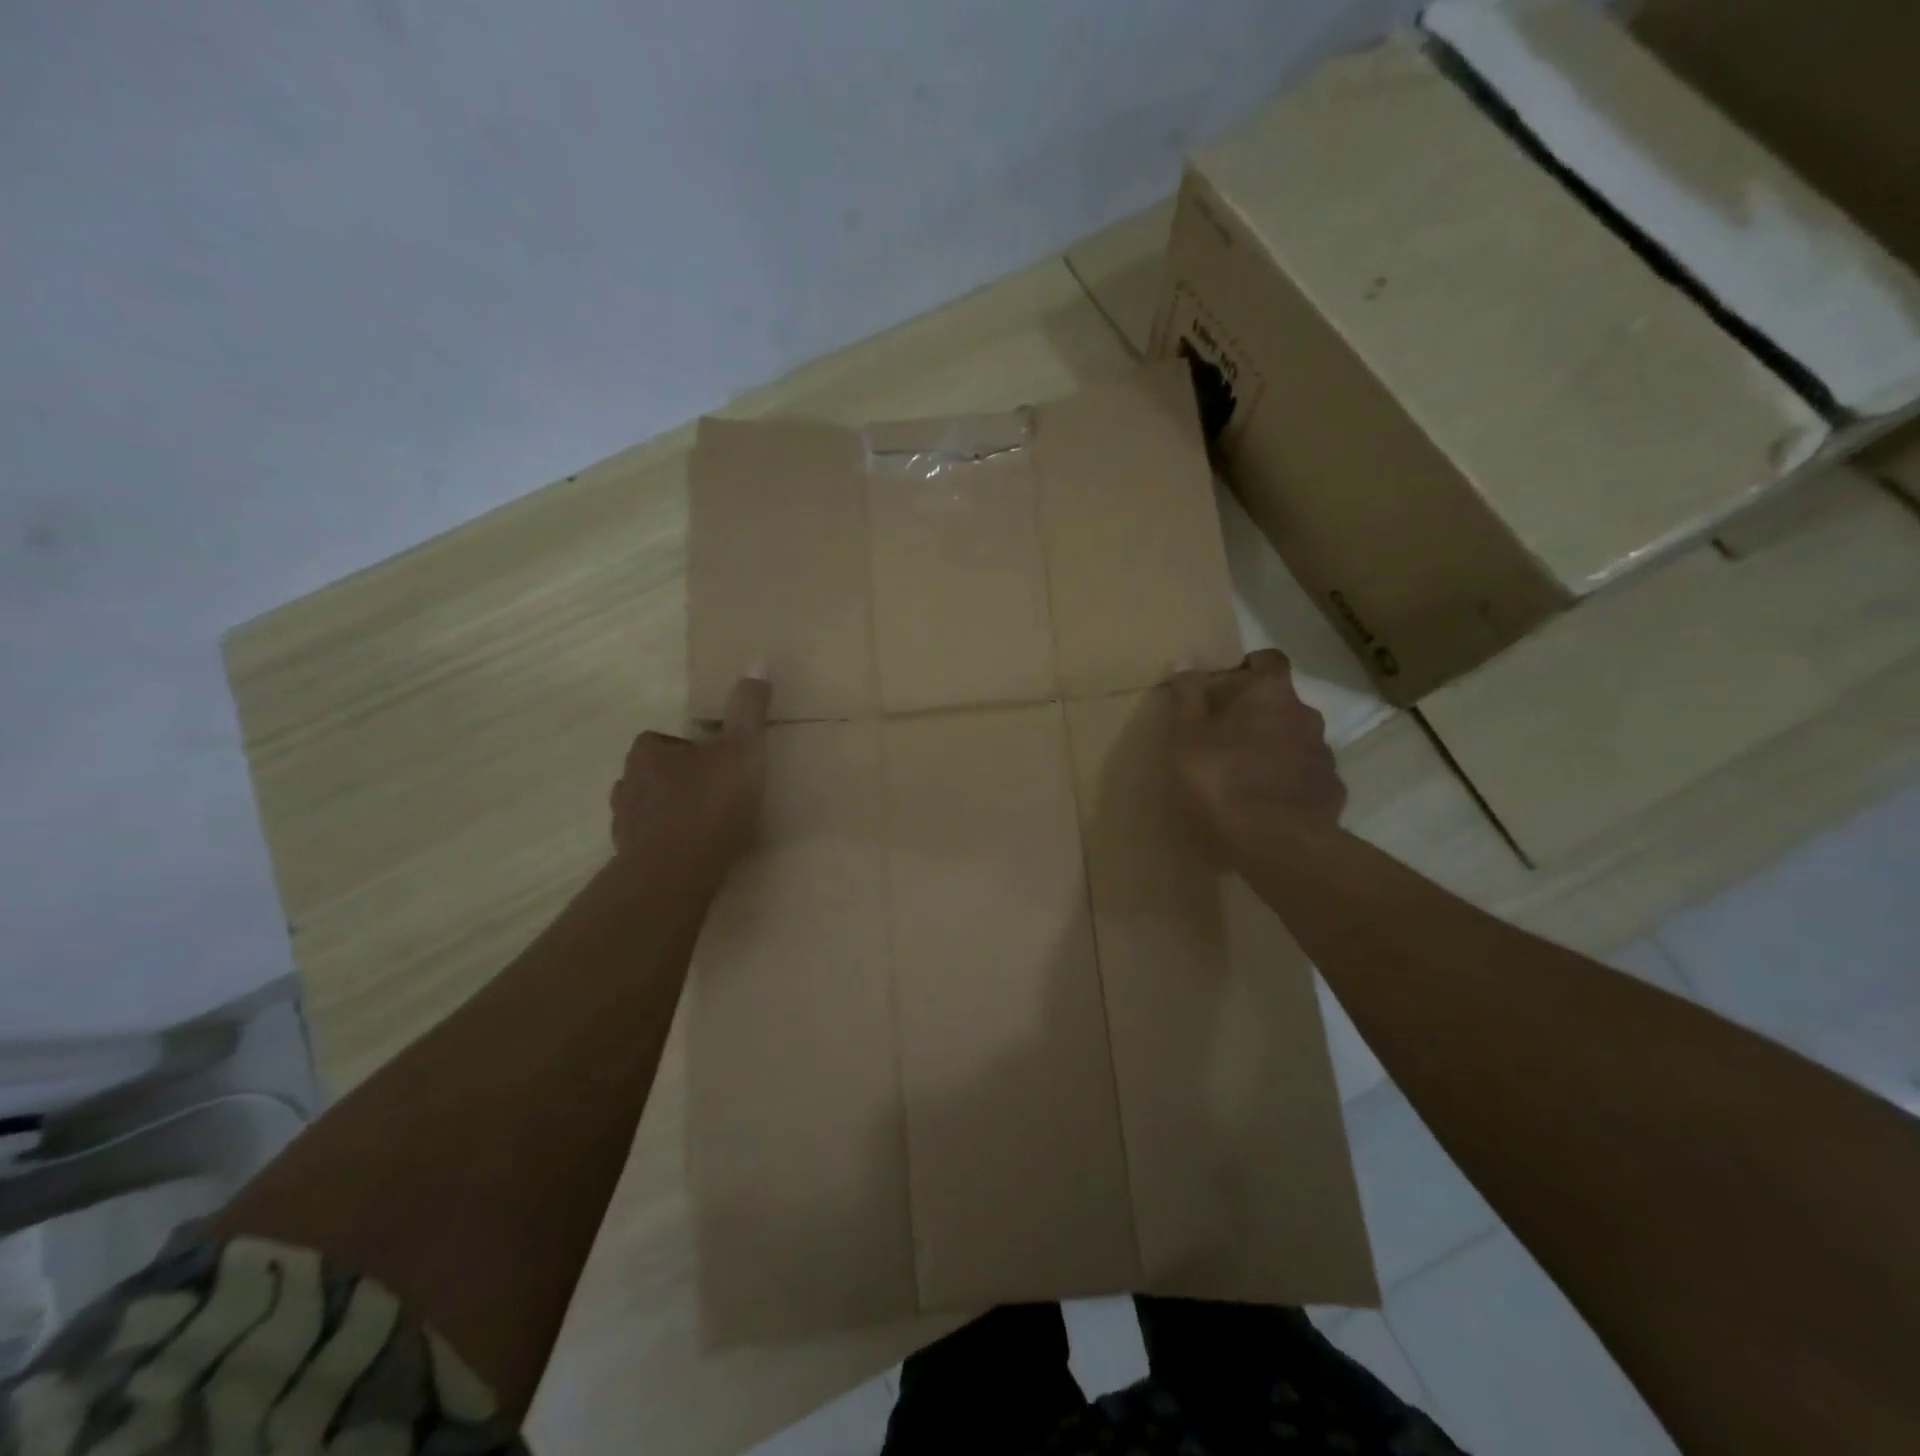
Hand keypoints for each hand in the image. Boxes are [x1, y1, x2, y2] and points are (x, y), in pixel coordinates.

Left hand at [609, 675, 770, 866]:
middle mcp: (627, 784)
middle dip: (677, 781)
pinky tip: (694, 854)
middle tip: (714, 793)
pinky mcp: (630, 860)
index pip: (661, 740)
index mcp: (648, 753)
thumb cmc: (710, 803)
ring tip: (705, 825)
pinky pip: (649, 844)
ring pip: (647, 810)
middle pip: (652, 775)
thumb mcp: (742, 748)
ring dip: (669, 814)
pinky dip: (667, 845)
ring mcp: (625, 825)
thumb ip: (748, 709)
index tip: (716, 762)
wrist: (677, 872)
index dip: (689, 749)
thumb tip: (758, 662)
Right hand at [1169, 650, 1345, 834]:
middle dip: (1258, 714)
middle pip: (1282, 703)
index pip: (1269, 660)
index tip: (1227, 685)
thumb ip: (1186, 697)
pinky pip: (1307, 777)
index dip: (1249, 668)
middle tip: (1225, 737)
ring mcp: (1324, 755)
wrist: (1275, 843)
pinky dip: (1288, 783)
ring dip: (1274, 749)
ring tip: (1245, 776)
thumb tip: (1184, 663)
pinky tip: (1267, 804)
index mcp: (1271, 694)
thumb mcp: (1185, 737)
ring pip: (1296, 741)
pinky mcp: (1332, 792)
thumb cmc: (1221, 779)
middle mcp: (1306, 716)